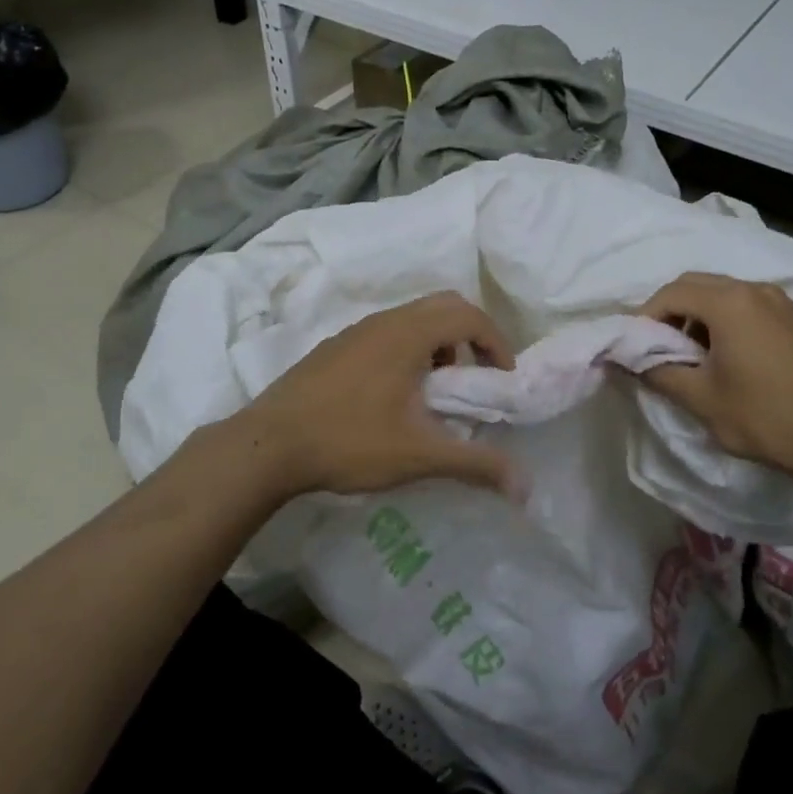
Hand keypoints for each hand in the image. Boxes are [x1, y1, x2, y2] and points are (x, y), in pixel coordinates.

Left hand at [236, 291, 514, 499]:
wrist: (267, 445)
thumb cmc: (349, 441)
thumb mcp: (419, 455)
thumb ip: (475, 465)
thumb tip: (525, 488)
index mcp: (409, 334)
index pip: (469, 316)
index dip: (496, 342)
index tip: (503, 378)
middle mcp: (385, 321)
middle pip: (444, 306)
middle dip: (471, 335)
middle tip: (477, 374)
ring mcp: (356, 331)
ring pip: (413, 318)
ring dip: (439, 343)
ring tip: (437, 389)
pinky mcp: (335, 347)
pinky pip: (387, 332)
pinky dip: (409, 349)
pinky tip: (395, 396)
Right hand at [637, 272, 792, 485]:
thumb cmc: (762, 417)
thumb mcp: (700, 398)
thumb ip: (657, 371)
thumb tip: (626, 359)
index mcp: (729, 302)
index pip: (671, 293)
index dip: (645, 316)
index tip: (634, 344)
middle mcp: (754, 289)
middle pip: (696, 284)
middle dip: (669, 309)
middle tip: (657, 345)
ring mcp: (779, 300)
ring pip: (722, 291)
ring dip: (696, 313)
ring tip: (689, 352)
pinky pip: (746, 303)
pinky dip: (724, 317)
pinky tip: (724, 352)